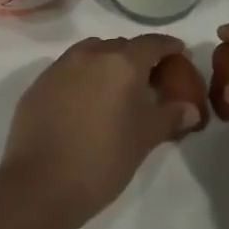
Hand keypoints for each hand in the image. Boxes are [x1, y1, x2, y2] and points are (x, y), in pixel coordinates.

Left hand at [0, 34, 201, 223]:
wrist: (40, 185)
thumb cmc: (102, 159)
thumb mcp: (144, 139)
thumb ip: (170, 117)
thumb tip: (190, 109)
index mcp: (121, 62)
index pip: (152, 43)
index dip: (168, 47)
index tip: (178, 53)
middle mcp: (90, 54)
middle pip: (121, 46)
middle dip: (137, 58)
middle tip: (148, 80)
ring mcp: (60, 67)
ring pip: (91, 53)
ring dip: (107, 64)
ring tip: (115, 90)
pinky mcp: (38, 85)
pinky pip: (68, 70)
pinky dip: (82, 78)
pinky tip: (84, 104)